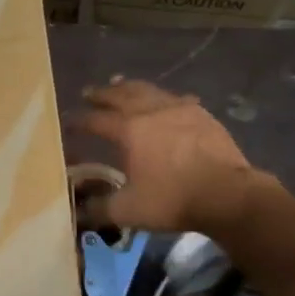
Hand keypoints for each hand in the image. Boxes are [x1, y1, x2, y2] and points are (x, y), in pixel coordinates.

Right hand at [70, 79, 263, 235]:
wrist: (227, 194)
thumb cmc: (172, 200)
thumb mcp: (127, 211)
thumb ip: (99, 209)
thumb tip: (77, 211)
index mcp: (128, 130)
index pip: (94, 120)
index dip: (78, 121)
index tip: (66, 122)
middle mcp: (150, 111)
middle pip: (120, 95)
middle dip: (102, 94)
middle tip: (89, 93)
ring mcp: (179, 109)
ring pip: (148, 90)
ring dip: (130, 87)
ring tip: (120, 84)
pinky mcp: (202, 114)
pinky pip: (176, 98)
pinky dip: (162, 98)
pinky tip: (165, 101)